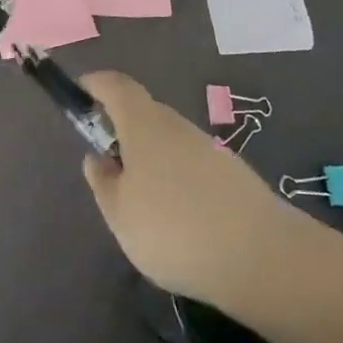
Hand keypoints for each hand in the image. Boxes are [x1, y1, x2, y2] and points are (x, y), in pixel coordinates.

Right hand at [79, 72, 290, 317]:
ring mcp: (210, 149)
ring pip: (170, 142)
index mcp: (144, 124)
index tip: (80, 94)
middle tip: (110, 168)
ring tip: (144, 206)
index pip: (115, 85)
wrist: (262, 258)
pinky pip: (193, 166)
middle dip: (123, 131)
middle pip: (144, 113)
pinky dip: (179, 182)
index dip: (95, 84)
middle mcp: (177, 125)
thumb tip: (98, 158)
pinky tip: (181, 221)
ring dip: (152, 160)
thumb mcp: (119, 213)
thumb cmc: (173, 228)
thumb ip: (103, 182)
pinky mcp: (234, 175)